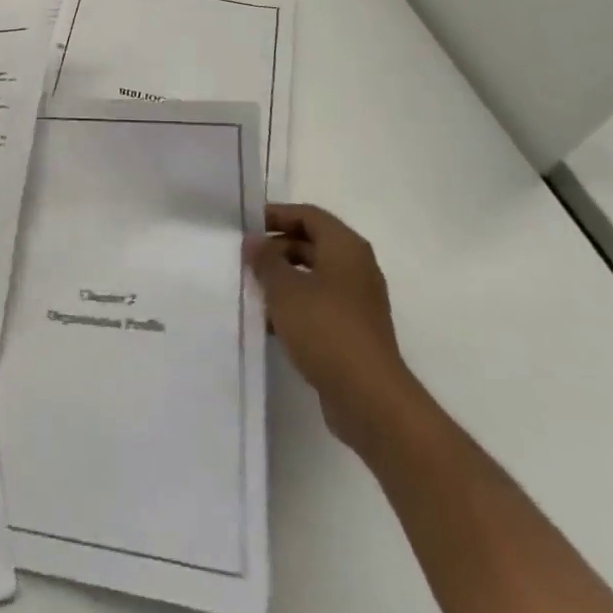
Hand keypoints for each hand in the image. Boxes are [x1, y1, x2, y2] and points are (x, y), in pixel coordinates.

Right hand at [246, 203, 421, 452]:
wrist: (369, 397)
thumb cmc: (325, 329)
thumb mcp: (285, 289)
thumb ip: (266, 260)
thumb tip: (254, 242)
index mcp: (346, 248)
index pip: (308, 215)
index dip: (276, 215)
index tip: (246, 226)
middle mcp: (356, 268)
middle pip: (311, 244)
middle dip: (276, 248)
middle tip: (244, 259)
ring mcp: (357, 302)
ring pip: (313, 276)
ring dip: (283, 279)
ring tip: (251, 289)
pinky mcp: (353, 331)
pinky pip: (318, 305)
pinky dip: (294, 306)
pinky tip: (269, 322)